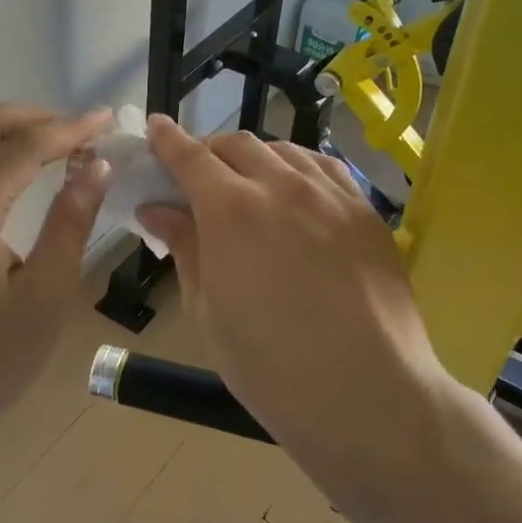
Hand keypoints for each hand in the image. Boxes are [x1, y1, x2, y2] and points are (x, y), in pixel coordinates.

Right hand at [137, 117, 454, 466]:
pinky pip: (325, 167)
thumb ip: (184, 247)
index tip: (155, 127)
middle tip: (195, 174)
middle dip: (208, 149)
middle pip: (237, 145)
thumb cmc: (270, 366)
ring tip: (244, 180)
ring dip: (253, 156)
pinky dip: (296, 166)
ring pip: (283, 150)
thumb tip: (157, 208)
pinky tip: (294, 188)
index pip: (191, 156)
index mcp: (231, 210)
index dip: (168, 140)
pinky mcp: (366, 211)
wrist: (366, 395)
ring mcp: (331, 195)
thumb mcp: (208, 310)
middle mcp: (282, 186)